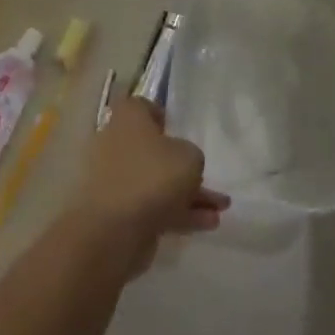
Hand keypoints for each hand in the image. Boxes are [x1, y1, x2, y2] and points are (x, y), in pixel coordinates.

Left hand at [72, 98, 229, 265]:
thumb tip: (182, 161)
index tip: (178, 130)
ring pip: (156, 182)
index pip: (142, 107)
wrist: (114, 228)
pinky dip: (178, 213)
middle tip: (209, 178)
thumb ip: (192, 155)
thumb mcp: (189, 157)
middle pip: (152, 149)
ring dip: (188, 194)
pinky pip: (153, 206)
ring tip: (220, 208)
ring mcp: (116, 178)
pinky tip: (207, 224)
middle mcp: (117, 143)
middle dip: (183, 166)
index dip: (161, 116)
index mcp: (128, 118)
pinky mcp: (119, 210)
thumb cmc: (153, 175)